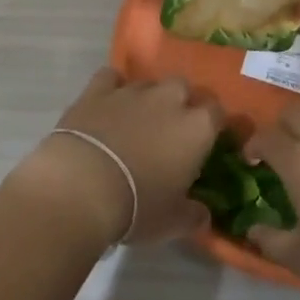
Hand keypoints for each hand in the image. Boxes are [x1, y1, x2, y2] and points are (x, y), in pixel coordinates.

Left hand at [9, 69, 222, 246]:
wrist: (82, 187)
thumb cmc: (137, 206)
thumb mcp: (173, 222)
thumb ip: (193, 215)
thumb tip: (203, 215)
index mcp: (197, 127)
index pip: (217, 112)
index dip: (212, 124)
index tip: (205, 141)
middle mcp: (169, 99)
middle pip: (183, 87)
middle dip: (180, 102)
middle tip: (170, 130)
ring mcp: (132, 91)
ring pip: (149, 82)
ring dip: (148, 98)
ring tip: (136, 121)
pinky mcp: (98, 90)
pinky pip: (111, 77)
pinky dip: (112, 87)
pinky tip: (107, 104)